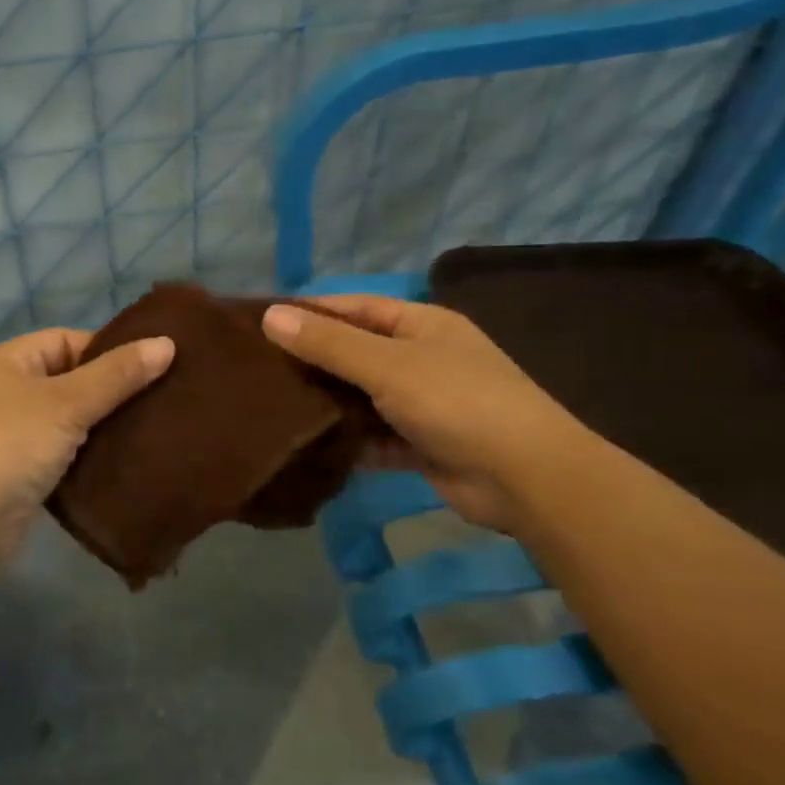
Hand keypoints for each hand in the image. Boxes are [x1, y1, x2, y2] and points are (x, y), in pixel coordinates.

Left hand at [0, 327, 175, 573]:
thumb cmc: (10, 444)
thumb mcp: (67, 402)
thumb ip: (117, 374)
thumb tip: (167, 344)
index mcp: (10, 362)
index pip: (67, 340)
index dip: (109, 350)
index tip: (154, 366)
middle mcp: (8, 394)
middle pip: (72, 381)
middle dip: (113, 391)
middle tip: (164, 399)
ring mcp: (13, 437)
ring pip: (71, 422)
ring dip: (105, 427)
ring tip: (155, 429)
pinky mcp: (22, 476)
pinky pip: (66, 456)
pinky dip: (91, 458)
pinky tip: (127, 463)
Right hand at [261, 296, 587, 529]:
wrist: (525, 477)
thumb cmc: (457, 402)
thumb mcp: (387, 365)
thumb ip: (328, 344)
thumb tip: (270, 316)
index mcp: (421, 325)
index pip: (356, 308)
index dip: (312, 313)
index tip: (263, 324)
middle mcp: (423, 359)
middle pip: (357, 354)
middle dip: (314, 361)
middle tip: (258, 370)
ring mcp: (424, 404)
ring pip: (363, 398)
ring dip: (329, 405)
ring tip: (272, 408)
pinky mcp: (423, 445)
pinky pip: (375, 437)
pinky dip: (349, 442)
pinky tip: (309, 447)